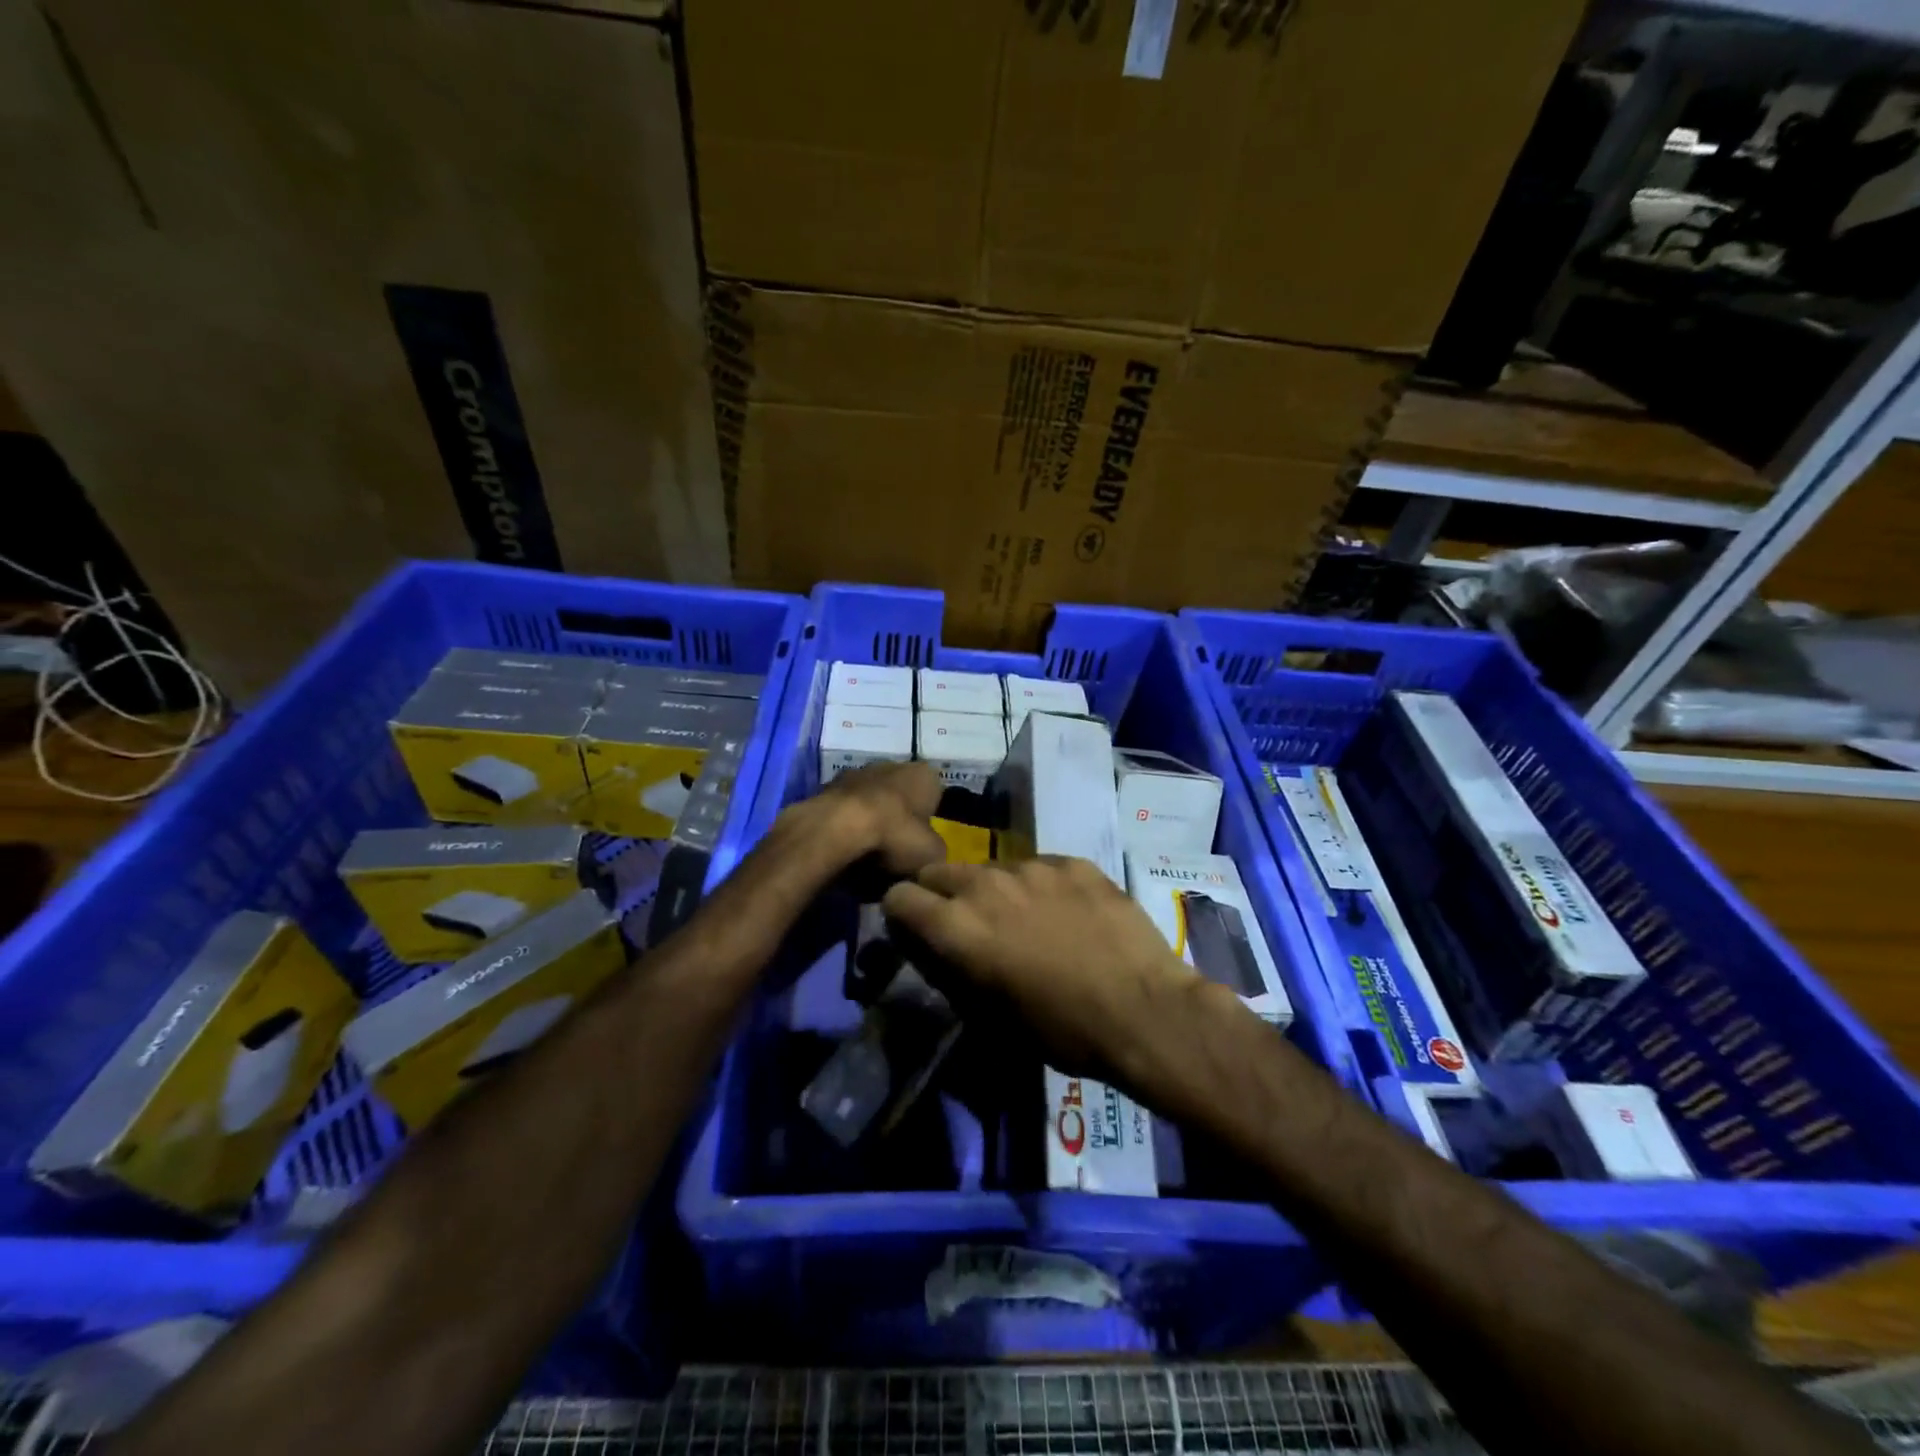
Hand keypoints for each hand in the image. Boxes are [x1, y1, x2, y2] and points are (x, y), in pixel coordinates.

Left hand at [761, 760, 946, 895]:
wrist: (837, 828)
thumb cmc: (896, 835)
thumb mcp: (933, 855)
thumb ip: (936, 851)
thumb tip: (929, 855)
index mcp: (924, 774)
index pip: (935, 795)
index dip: (929, 821)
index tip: (921, 844)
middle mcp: (892, 764)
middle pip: (900, 796)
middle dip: (898, 819)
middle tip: (895, 851)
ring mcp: (856, 773)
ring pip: (870, 801)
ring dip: (870, 821)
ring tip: (867, 854)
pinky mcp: (827, 787)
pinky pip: (844, 810)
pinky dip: (845, 826)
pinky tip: (844, 849)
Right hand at [880, 855, 1199, 1081]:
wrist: (1145, 1010)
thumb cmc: (1062, 1030)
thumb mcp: (990, 1016)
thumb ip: (953, 971)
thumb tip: (937, 950)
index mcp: (957, 925)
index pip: (899, 896)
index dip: (903, 915)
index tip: (919, 932)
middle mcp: (986, 883)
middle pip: (939, 871)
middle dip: (941, 895)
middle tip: (969, 926)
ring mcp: (1033, 866)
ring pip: (992, 868)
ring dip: (994, 890)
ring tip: (1027, 921)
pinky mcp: (1072, 861)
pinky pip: (1039, 867)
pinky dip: (1040, 886)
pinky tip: (1070, 915)